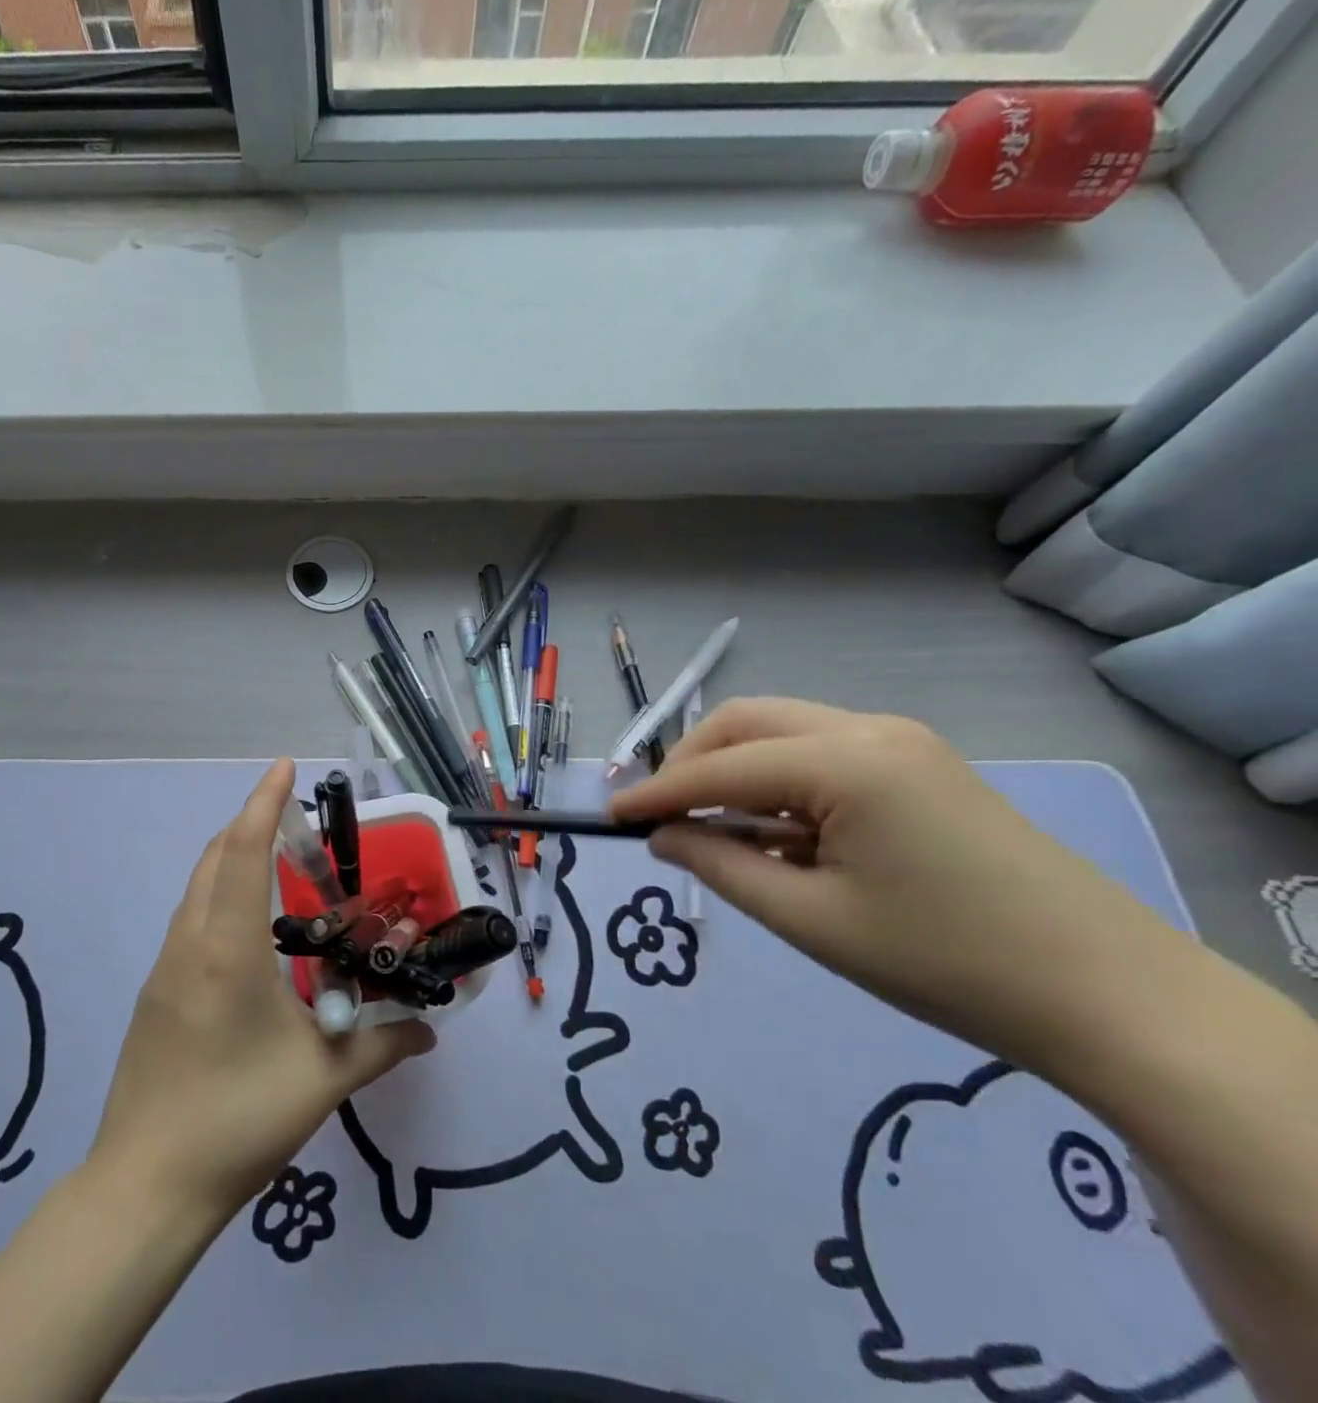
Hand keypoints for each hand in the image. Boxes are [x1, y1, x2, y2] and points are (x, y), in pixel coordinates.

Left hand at [90, 759, 433, 1218]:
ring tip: (276, 860)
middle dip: (249, 822)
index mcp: (227, 950)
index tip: (284, 767)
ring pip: (197, 888)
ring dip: (230, 858)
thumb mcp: (322, 1080)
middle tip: (293, 815)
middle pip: (213, 858)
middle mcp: (189, 944)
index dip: (263, 804)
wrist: (145, 1187)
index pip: (242, 853)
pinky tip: (249, 929)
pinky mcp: (155, 994)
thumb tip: (429, 1027)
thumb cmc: (237, 1120)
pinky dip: (218, 895)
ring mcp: (164, 968)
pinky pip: (189, 919)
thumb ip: (383, 1044)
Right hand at [609, 698, 1190, 1076]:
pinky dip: (778, 783)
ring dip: (733, 771)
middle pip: (745, 723)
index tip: (607, 816)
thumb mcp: (811, 920)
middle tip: (661, 818)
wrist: (1113, 998)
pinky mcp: (919, 765)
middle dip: (690, 764)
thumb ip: (720, 866)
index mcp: (845, 761)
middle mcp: (868, 730)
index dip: (656, 792)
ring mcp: (900, 742)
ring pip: (781, 732)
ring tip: (714, 831)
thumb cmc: (946, 963)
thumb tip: (661, 836)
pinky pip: (820, 754)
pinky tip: (775, 833)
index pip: (720, 766)